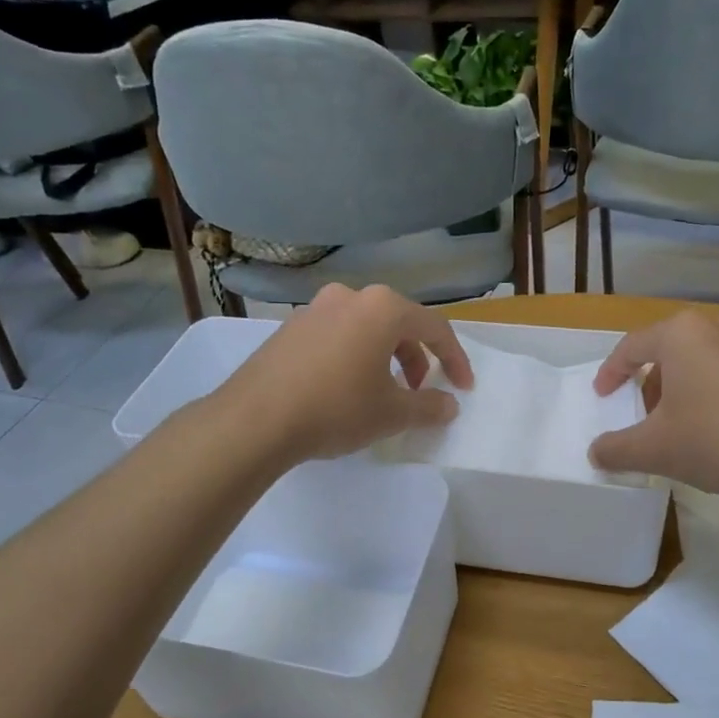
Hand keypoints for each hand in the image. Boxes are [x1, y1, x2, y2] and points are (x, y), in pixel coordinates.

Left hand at [216, 285, 473, 463]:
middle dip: (417, 358)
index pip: (434, 328)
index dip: (455, 359)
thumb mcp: (392, 413)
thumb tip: (449, 404)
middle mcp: (350, 297)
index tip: (463, 388)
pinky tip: (345, 389)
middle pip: (398, 324)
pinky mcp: (289, 328)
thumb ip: (429, 406)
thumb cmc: (336, 409)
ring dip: (384, 357)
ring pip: (365, 329)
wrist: (255, 420)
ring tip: (382, 392)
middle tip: (419, 390)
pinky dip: (353, 357)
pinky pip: (336, 336)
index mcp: (382, 308)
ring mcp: (314, 309)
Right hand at [588, 311, 718, 496]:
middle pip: (673, 351)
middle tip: (647, 415)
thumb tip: (596, 453)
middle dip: (655, 383)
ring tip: (688, 424)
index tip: (604, 396)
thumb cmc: (716, 440)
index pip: (632, 347)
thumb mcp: (653, 450)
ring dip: (691, 387)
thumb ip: (616, 449)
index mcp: (683, 335)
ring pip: (710, 361)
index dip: (611, 373)